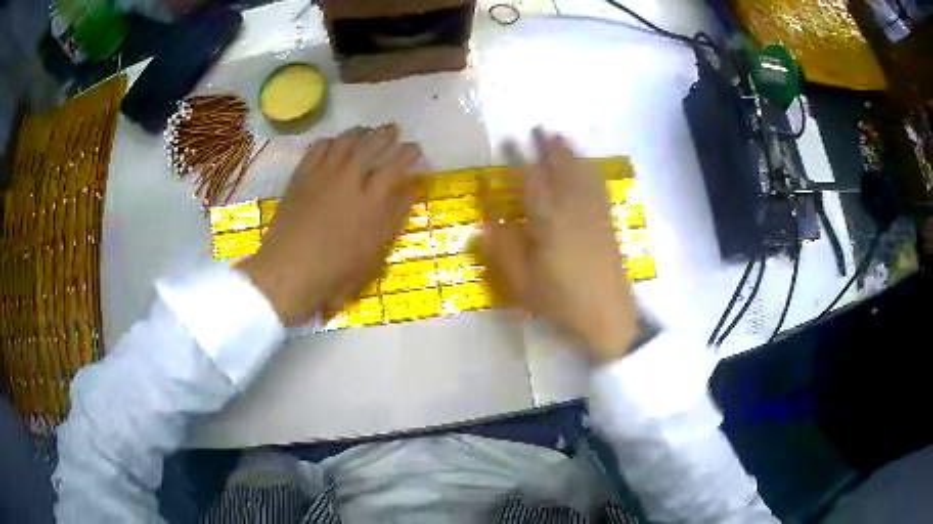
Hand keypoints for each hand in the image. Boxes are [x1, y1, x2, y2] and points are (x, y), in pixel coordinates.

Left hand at [243, 125, 421, 325]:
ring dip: (359, 132)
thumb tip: (409, 190)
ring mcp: (323, 173)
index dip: (408, 153)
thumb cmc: (336, 269)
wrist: (289, 269)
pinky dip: (330, 140)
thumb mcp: (374, 250)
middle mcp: (349, 178)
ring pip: (344, 141)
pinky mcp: (301, 175)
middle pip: (370, 145)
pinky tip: (333, 142)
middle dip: (385, 134)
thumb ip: (394, 216)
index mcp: (372, 199)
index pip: (396, 165)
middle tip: (393, 129)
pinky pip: (318, 147)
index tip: (415, 148)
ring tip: (366, 130)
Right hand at [479, 128, 637, 362]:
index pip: (532, 181)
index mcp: (549, 222)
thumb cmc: (562, 301)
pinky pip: (599, 190)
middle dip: (550, 148)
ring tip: (563, 139)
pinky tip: (589, 170)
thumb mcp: (523, 284)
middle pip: (562, 171)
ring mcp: (594, 216)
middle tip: (542, 129)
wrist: (609, 315)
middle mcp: (573, 210)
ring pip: (582, 176)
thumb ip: (503, 250)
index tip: (512, 141)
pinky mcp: (608, 225)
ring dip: (571, 155)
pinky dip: (591, 173)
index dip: (521, 159)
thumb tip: (486, 222)